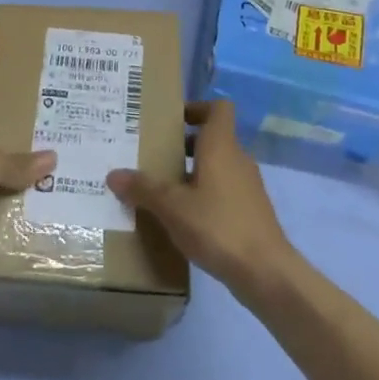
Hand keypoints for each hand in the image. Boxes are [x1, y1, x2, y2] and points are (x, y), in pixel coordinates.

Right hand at [107, 99, 293, 298]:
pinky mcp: (250, 210)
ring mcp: (247, 186)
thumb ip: (143, 189)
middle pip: (212, 138)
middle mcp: (238, 159)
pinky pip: (223, 190)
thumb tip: (113, 175)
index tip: (170, 121)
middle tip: (153, 155)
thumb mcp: (172, 207)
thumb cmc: (218, 226)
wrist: (265, 272)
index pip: (217, 108)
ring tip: (161, 188)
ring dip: (192, 171)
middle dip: (183, 144)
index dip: (195, 108)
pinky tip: (182, 217)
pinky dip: (204, 194)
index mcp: (221, 146)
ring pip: (217, 166)